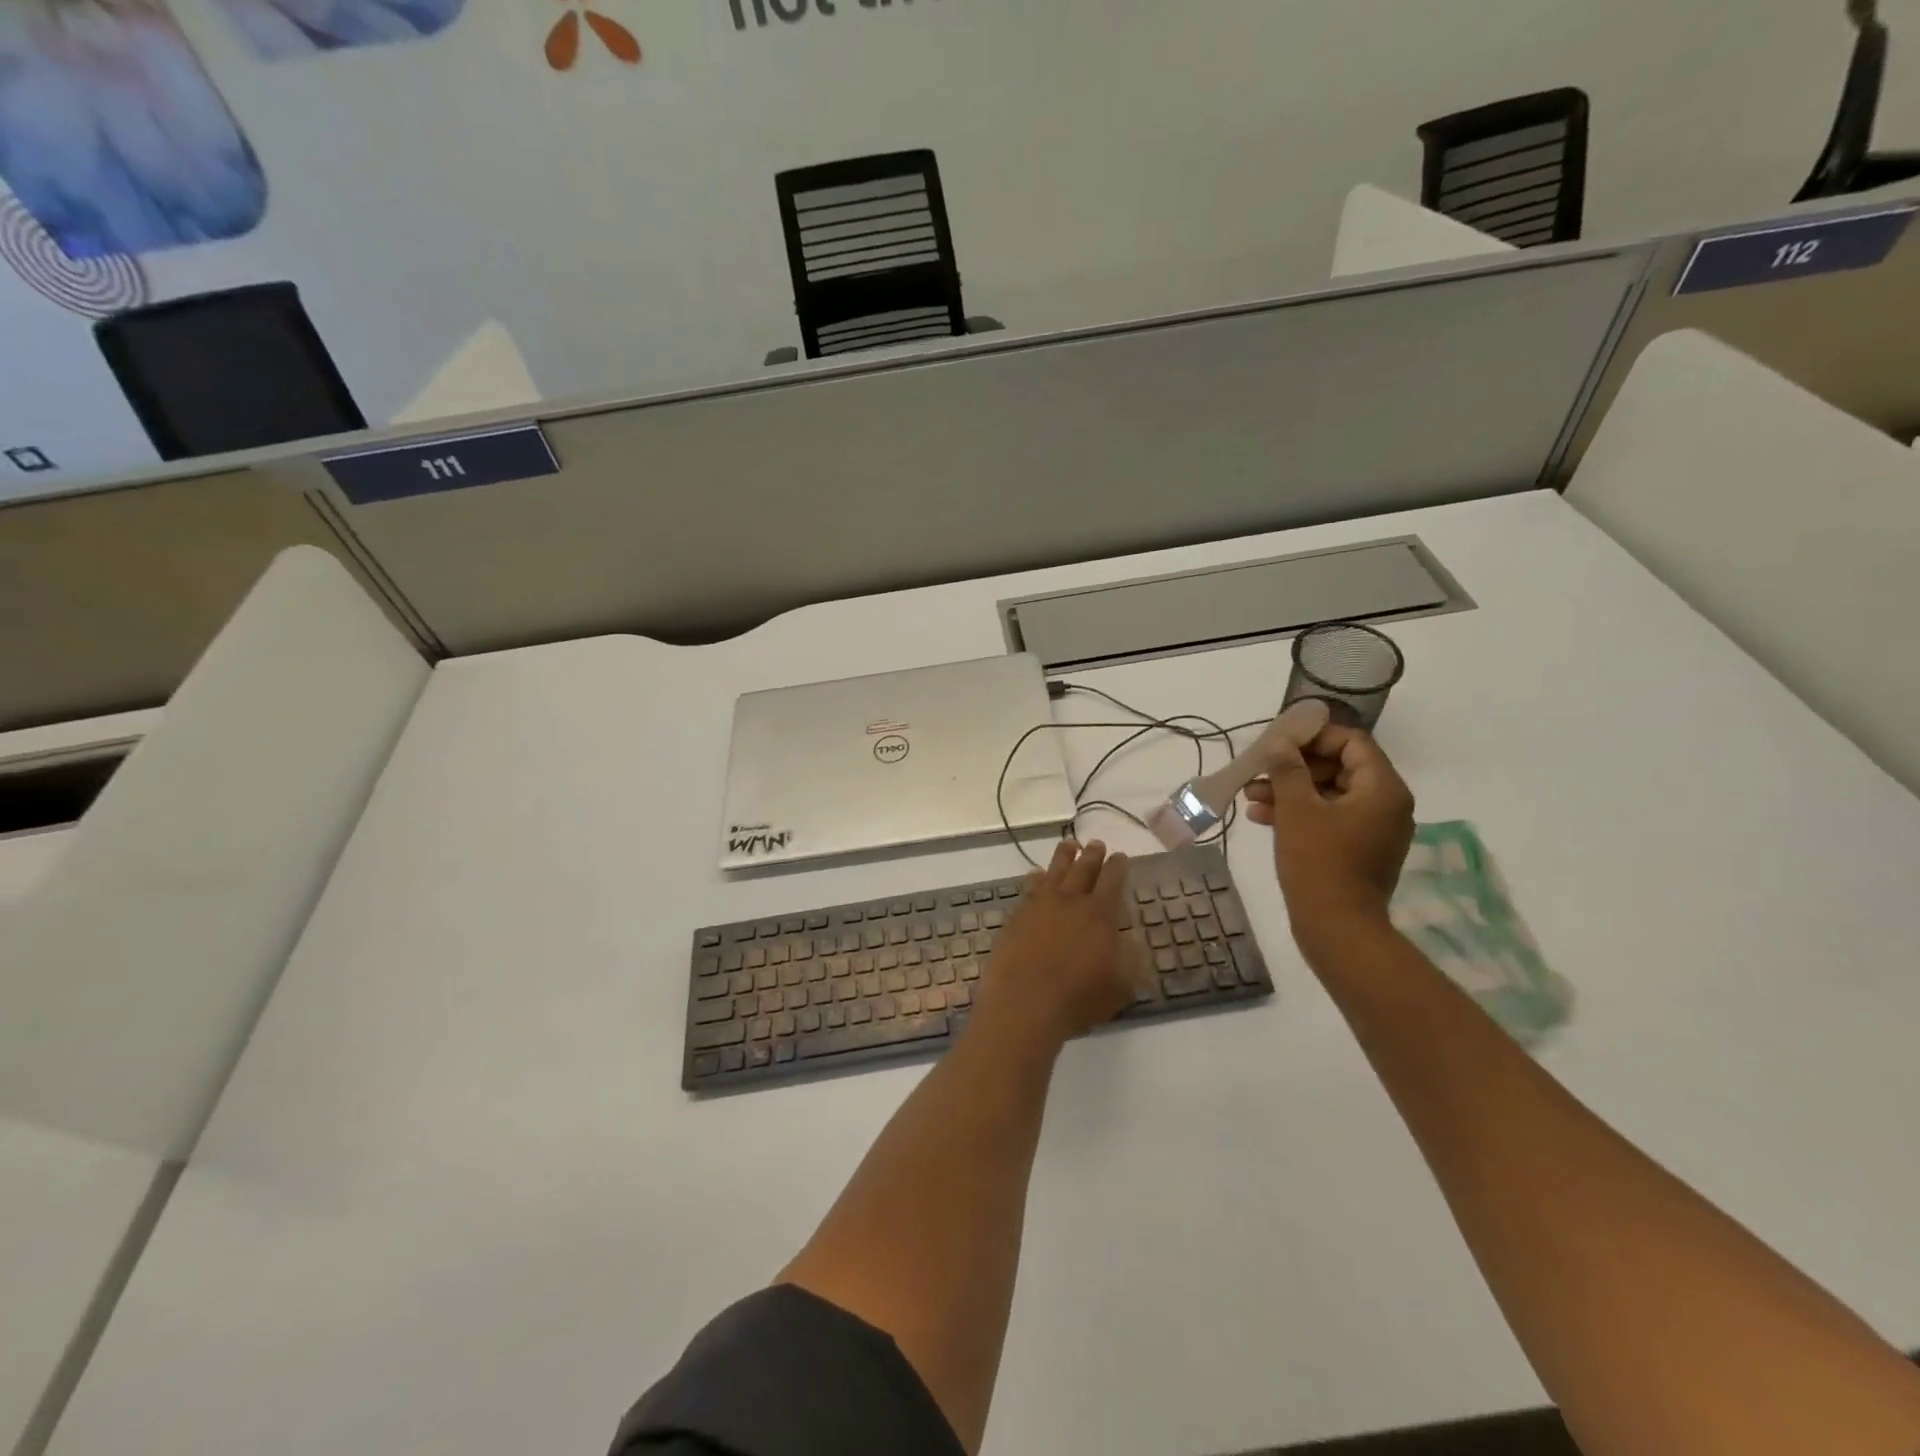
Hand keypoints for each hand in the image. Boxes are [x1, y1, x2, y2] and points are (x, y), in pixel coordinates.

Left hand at [972, 839, 1134, 1051]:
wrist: (1025, 1002)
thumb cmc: (1078, 998)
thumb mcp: (1120, 986)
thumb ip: (1130, 960)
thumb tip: (1134, 942)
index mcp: (1100, 914)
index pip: (1113, 881)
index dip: (1118, 867)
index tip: (1120, 856)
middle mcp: (1071, 901)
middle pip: (1083, 869)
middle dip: (1092, 855)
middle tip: (1097, 844)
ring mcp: (1040, 905)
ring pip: (1055, 871)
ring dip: (1064, 856)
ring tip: (1069, 845)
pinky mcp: (1017, 915)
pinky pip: (1030, 887)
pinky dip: (1035, 877)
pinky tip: (1036, 874)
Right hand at [1243, 723, 1414, 948]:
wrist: (1336, 927)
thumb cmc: (1318, 861)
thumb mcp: (1297, 808)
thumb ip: (1287, 768)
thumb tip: (1280, 741)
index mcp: (1383, 788)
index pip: (1352, 742)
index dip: (1314, 737)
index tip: (1279, 742)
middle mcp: (1386, 804)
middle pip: (1339, 767)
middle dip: (1295, 767)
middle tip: (1260, 771)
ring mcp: (1373, 829)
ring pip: (1329, 794)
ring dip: (1290, 790)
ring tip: (1251, 796)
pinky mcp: (1358, 850)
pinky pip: (1329, 818)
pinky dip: (1299, 813)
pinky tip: (1261, 817)